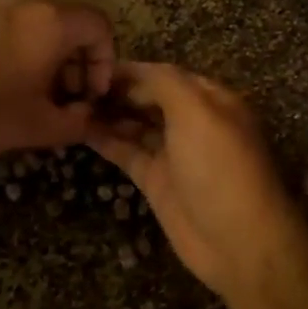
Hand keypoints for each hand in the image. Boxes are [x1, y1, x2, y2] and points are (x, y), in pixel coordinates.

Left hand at [0, 0, 114, 159]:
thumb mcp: (38, 128)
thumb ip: (77, 122)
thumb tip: (90, 116)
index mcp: (50, 23)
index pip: (99, 26)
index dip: (106, 61)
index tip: (92, 95)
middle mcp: (23, 5)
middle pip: (68, 26)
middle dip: (76, 64)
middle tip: (65, 102)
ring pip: (35, 29)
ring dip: (45, 61)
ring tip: (32, 100)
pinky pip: (5, 32)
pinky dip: (16, 55)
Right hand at [87, 62, 307, 305]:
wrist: (237, 241)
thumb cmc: (219, 168)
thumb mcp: (197, 112)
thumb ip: (164, 84)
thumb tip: (131, 73)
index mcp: (210, 100)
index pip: (164, 75)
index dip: (131, 70)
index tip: (92, 67)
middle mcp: (192, 123)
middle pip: (149, 98)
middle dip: (117, 91)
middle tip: (73, 87)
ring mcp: (174, 153)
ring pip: (136, 125)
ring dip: (108, 114)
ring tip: (70, 105)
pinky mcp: (157, 181)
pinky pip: (128, 153)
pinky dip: (106, 141)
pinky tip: (78, 130)